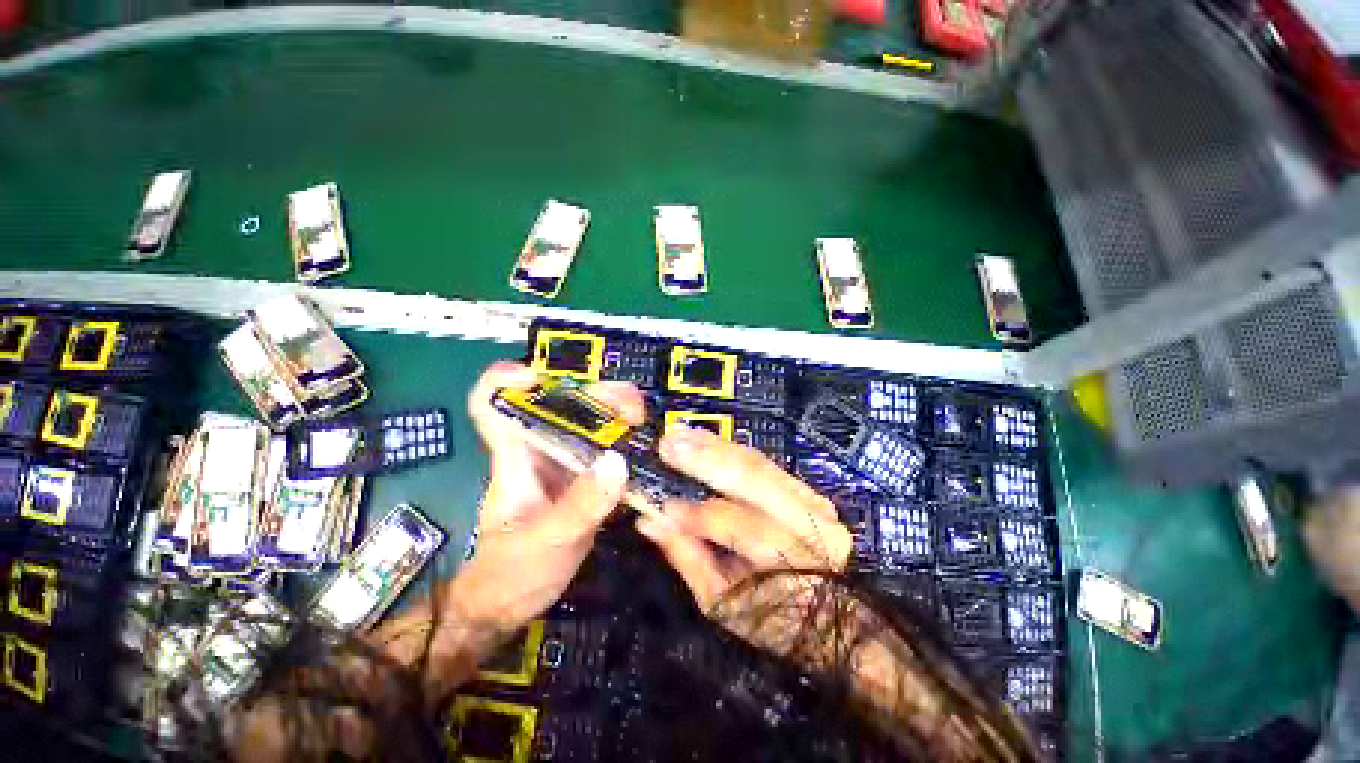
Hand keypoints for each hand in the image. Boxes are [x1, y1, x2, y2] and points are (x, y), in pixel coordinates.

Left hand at [450, 362, 644, 633]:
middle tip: (634, 410)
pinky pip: (607, 449)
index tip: (538, 377)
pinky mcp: (584, 478)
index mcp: (514, 455)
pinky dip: (627, 444)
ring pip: (592, 423)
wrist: (513, 603)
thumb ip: (580, 505)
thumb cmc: (511, 573)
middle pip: (564, 404)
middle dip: (599, 396)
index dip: (506, 380)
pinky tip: (647, 450)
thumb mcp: (546, 540)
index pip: (493, 403)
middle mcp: (540, 449)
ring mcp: (565, 462)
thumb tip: (618, 462)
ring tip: (645, 425)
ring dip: (619, 417)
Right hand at [636, 424, 851, 654]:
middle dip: (707, 460)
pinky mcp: (803, 485)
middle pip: (756, 481)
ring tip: (678, 433)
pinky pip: (760, 459)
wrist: (826, 612)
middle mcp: (813, 522)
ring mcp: (811, 498)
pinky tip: (701, 437)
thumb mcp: (721, 600)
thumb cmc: (767, 614)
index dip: (699, 516)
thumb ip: (686, 556)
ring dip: (713, 446)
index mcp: (795, 562)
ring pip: (757, 462)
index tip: (662, 507)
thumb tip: (649, 520)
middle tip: (667, 445)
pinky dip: (727, 447)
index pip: (743, 528)